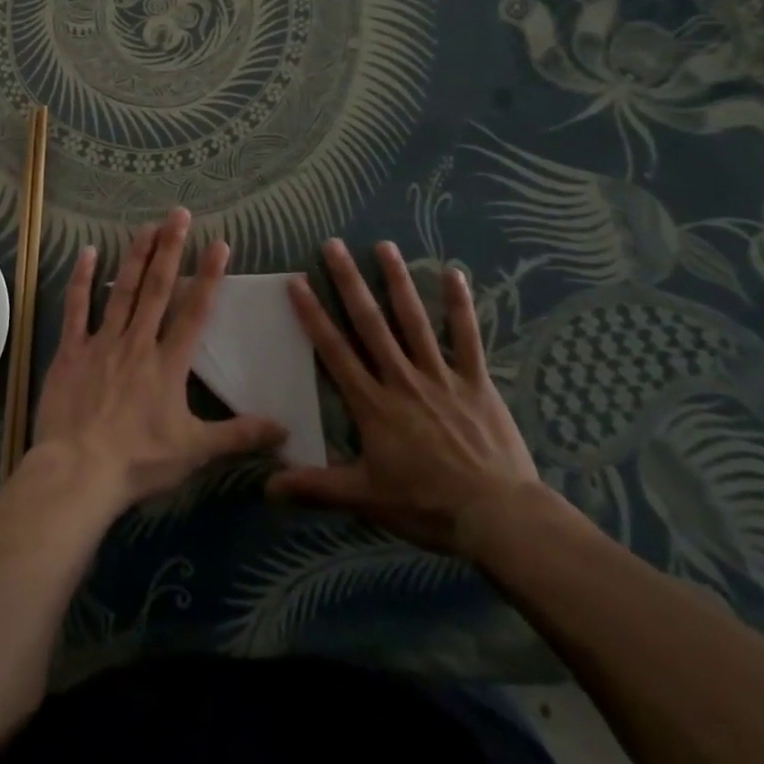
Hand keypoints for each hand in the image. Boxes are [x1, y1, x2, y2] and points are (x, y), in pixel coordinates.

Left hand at [30, 208, 286, 511]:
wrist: (78, 471)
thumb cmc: (138, 461)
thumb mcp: (195, 451)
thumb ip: (238, 435)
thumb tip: (285, 429)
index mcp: (168, 363)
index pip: (195, 311)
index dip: (208, 276)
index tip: (219, 243)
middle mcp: (138, 342)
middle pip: (158, 288)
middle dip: (170, 248)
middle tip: (179, 213)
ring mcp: (102, 342)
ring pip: (123, 290)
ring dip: (136, 256)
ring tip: (146, 225)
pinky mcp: (71, 350)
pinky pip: (77, 308)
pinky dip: (82, 279)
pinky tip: (88, 252)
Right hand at [267, 238, 544, 556]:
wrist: (497, 517)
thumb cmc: (427, 506)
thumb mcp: (365, 499)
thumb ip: (316, 488)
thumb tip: (266, 488)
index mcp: (373, 403)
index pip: (334, 350)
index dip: (313, 314)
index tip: (297, 280)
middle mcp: (402, 378)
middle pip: (370, 323)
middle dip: (349, 282)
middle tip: (333, 245)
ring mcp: (440, 376)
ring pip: (414, 320)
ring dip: (397, 281)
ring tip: (384, 246)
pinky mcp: (476, 381)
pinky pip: (467, 337)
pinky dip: (461, 305)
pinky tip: (455, 273)